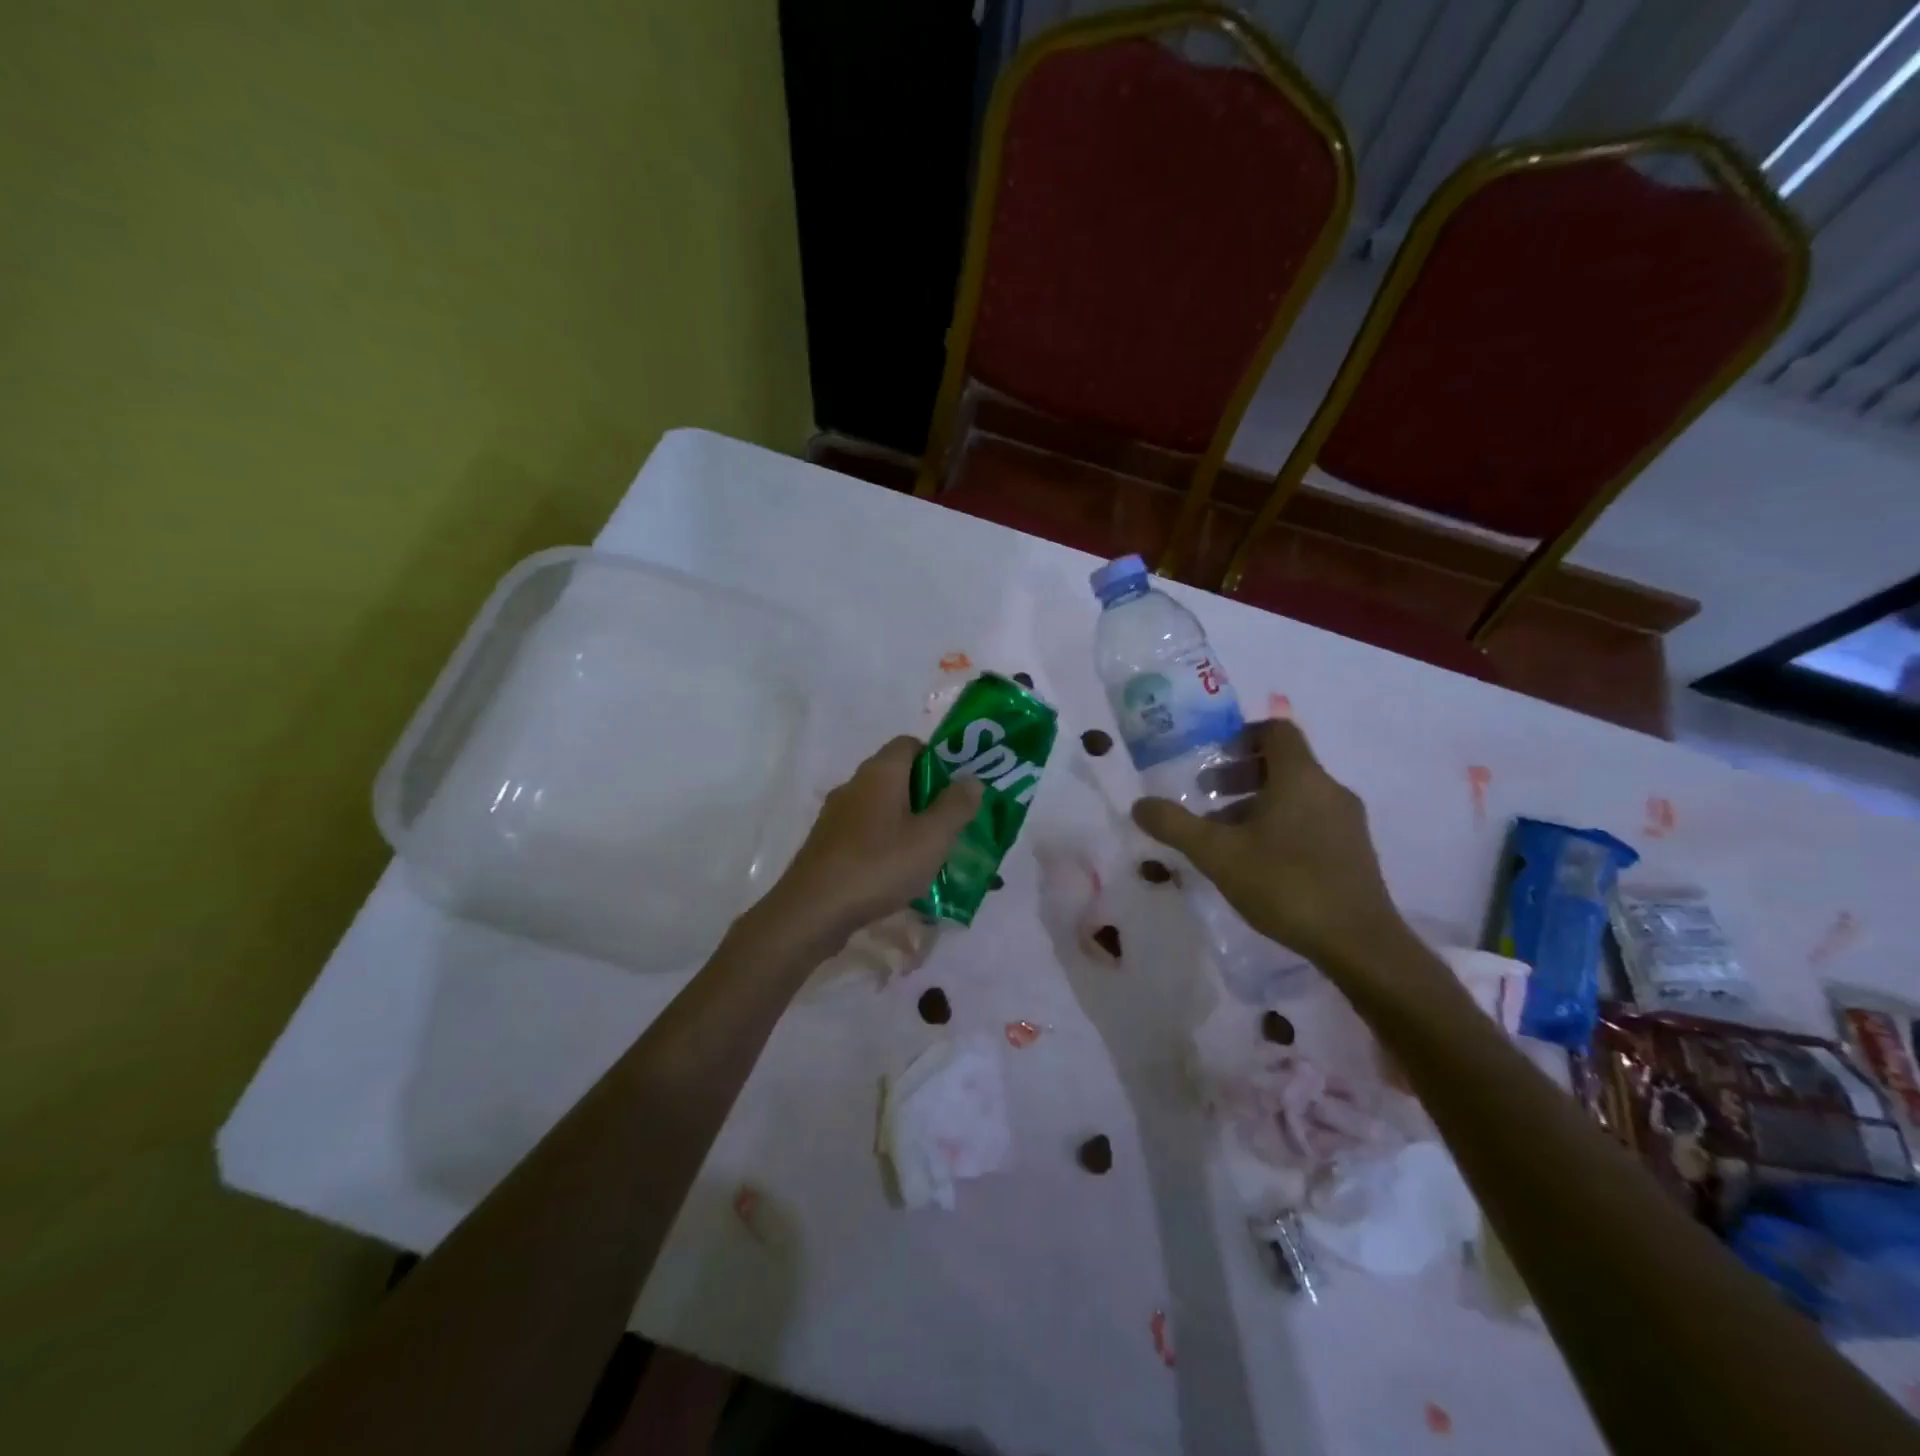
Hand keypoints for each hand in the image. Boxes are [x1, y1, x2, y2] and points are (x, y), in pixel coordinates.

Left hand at [757, 735, 983, 949]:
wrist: (812, 911)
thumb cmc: (878, 866)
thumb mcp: (931, 838)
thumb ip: (956, 806)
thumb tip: (971, 779)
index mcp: (880, 772)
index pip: (910, 743)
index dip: (938, 758)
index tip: (959, 786)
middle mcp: (855, 785)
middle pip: (898, 776)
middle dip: (928, 796)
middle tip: (954, 823)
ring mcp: (837, 815)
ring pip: (882, 808)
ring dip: (908, 823)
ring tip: (933, 853)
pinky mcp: (828, 844)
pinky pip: (866, 833)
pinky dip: (886, 844)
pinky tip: (900, 874)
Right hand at [1130, 719, 1423, 990]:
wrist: (1358, 943)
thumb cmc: (1284, 883)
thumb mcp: (1216, 854)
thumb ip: (1174, 825)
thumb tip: (1139, 805)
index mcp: (1299, 777)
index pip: (1276, 731)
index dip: (1242, 735)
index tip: (1212, 755)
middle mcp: (1328, 789)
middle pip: (1283, 763)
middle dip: (1240, 773)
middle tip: (1206, 794)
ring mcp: (1346, 821)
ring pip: (1296, 794)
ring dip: (1257, 802)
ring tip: (1225, 833)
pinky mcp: (1354, 851)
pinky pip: (1311, 819)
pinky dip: (1280, 824)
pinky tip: (1258, 861)